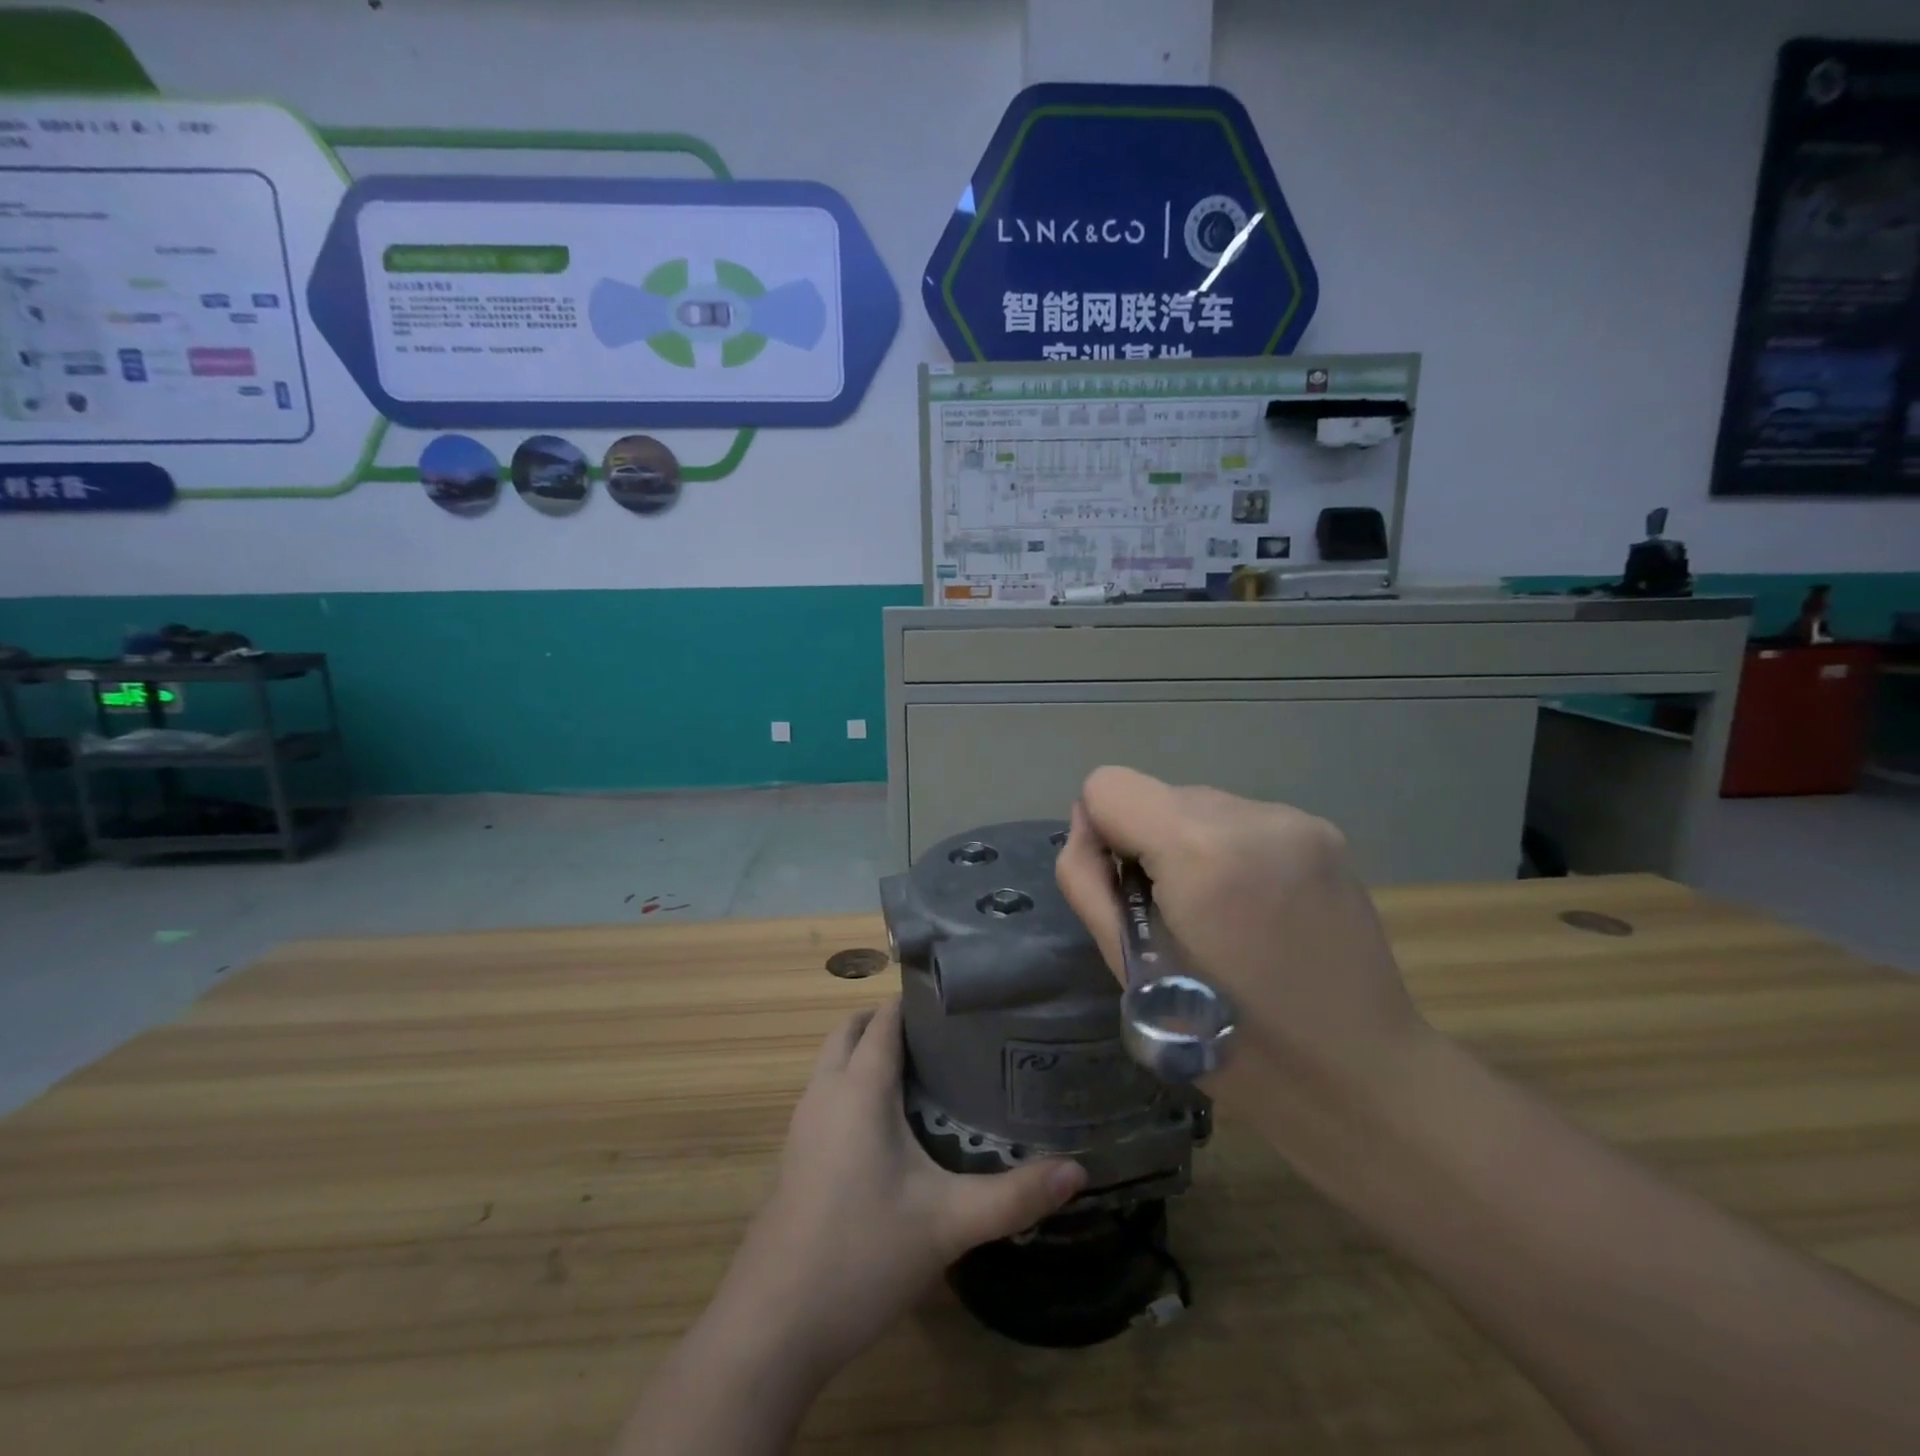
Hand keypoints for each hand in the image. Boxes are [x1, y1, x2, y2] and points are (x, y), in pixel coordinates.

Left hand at [719, 998, 1085, 1384]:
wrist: (774, 1325)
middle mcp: (825, 1092)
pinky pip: (825, 1093)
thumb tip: (1078, 1171)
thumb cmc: (862, 1255)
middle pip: (851, 1030)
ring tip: (924, 1074)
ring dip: (867, 1052)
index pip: (885, 1019)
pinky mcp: (795, 1155)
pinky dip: (852, 1084)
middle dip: (889, 1021)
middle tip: (944, 1039)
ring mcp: (803, 1124)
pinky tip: (889, 1128)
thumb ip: (1014, 1196)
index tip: (961, 1005)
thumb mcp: (948, 1224)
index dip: (918, 1003)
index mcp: (859, 1088)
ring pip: (834, 1061)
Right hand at [1054, 765, 1428, 1145]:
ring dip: (1191, 847)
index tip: (1126, 890)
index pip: (1108, 785)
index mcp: (1200, 851)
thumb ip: (1086, 879)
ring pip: (1200, 806)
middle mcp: (1253, 816)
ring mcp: (1297, 821)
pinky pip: (1243, 820)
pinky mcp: (1326, 834)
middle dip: (1150, 844)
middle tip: (1176, 918)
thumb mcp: (1125, 966)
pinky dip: (1231, 852)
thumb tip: (1088, 827)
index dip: (1101, 833)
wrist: (1358, 1077)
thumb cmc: (1226, 1039)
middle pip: (1157, 795)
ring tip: (1222, 918)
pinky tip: (1256, 909)